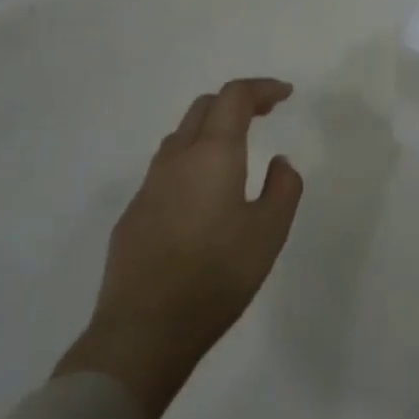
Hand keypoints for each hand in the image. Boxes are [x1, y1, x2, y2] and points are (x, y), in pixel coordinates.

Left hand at [55, 78, 303, 418]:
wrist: (144, 330)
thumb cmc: (217, 275)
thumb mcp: (270, 232)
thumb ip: (283, 188)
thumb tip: (279, 162)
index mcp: (212, 155)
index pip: (235, 97)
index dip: (262, 88)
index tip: (285, 94)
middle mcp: (176, 160)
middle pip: (203, 108)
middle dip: (235, 102)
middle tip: (264, 113)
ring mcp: (148, 187)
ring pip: (179, 137)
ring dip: (210, 130)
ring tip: (235, 150)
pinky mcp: (133, 215)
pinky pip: (165, 171)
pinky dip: (190, 162)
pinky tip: (202, 196)